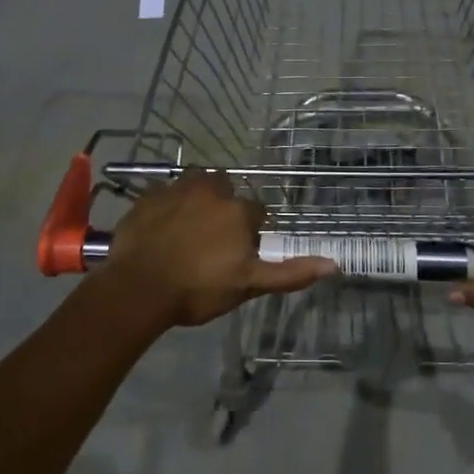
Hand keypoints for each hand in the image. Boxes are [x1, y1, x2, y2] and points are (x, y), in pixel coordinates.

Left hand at [102, 172, 336, 328]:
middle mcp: (211, 190)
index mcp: (238, 211)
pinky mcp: (148, 196)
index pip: (257, 213)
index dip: (252, 231)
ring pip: (195, 185)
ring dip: (197, 199)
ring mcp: (177, 190)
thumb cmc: (198, 288)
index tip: (240, 253)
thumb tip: (334, 264)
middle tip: (213, 239)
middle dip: (224, 206)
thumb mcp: (248, 285)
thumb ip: (290, 273)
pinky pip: (164, 194)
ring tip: (188, 229)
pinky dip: (167, 206)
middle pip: (226, 190)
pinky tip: (161, 228)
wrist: (138, 288)